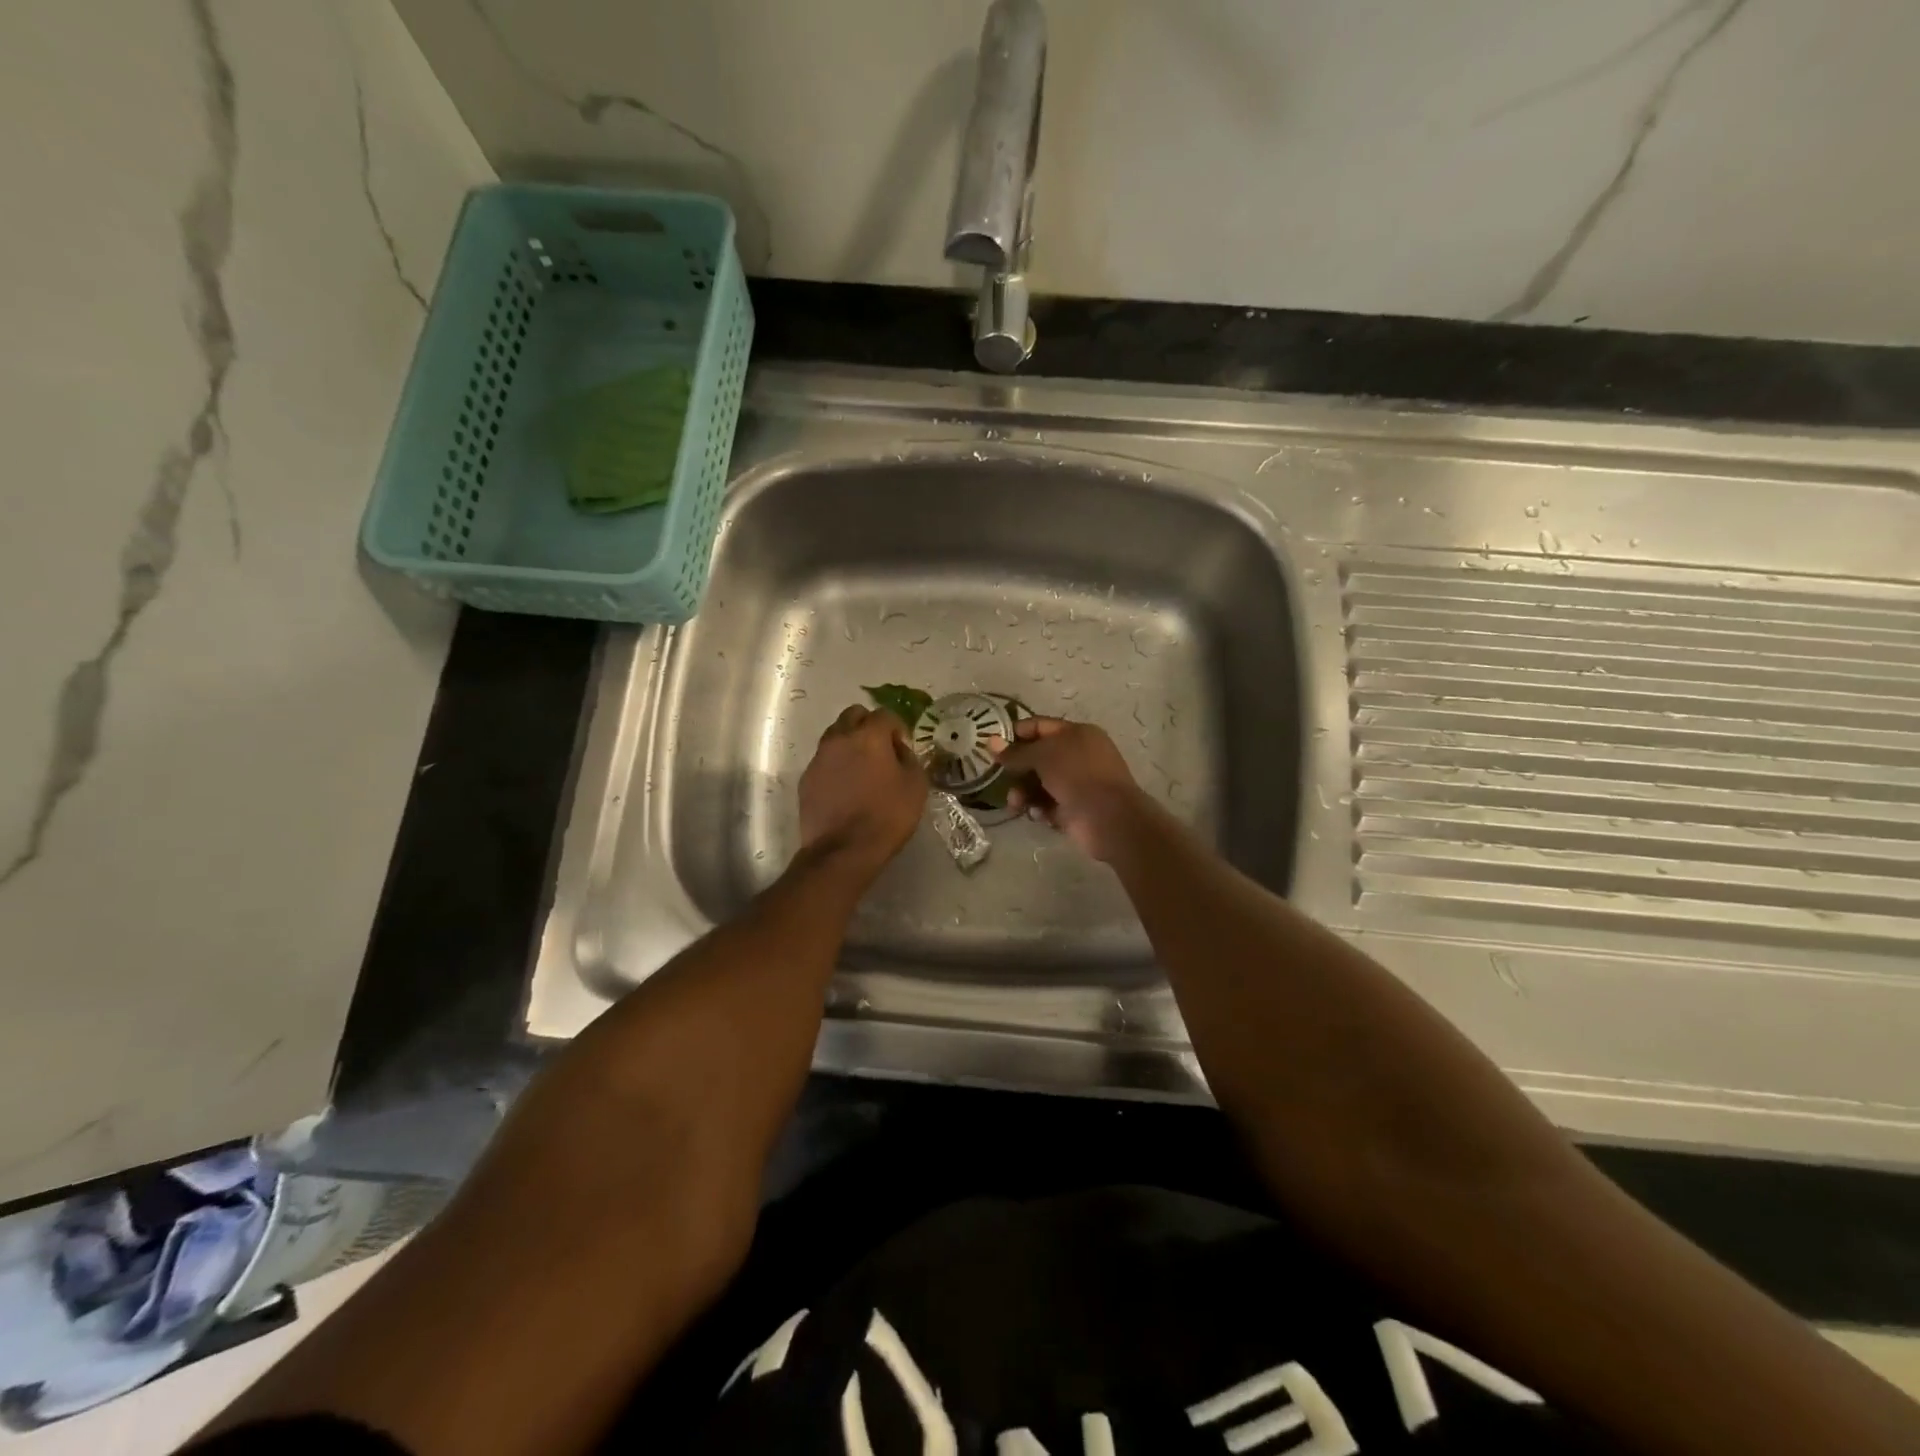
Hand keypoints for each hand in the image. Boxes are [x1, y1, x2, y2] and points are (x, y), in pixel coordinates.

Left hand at [799, 705, 927, 873]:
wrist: (843, 851)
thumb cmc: (886, 816)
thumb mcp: (916, 786)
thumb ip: (909, 758)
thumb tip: (898, 749)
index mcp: (868, 736)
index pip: (885, 714)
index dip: (897, 728)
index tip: (903, 747)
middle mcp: (839, 738)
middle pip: (853, 715)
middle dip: (869, 725)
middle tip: (881, 749)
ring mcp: (819, 758)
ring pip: (835, 735)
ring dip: (850, 743)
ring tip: (862, 768)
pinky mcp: (806, 778)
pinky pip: (824, 760)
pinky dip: (836, 765)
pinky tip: (846, 787)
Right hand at [994, 717, 1150, 861]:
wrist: (1109, 818)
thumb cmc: (1077, 775)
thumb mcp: (1043, 756)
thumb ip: (1016, 752)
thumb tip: (990, 742)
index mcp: (1077, 734)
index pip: (1040, 726)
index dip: (1016, 733)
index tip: (992, 744)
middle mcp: (1078, 756)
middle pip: (1038, 757)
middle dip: (1017, 769)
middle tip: (998, 778)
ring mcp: (1078, 783)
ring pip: (1041, 784)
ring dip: (1024, 793)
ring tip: (1016, 804)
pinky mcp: (1075, 809)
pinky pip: (1049, 805)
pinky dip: (1040, 809)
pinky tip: (1038, 815)